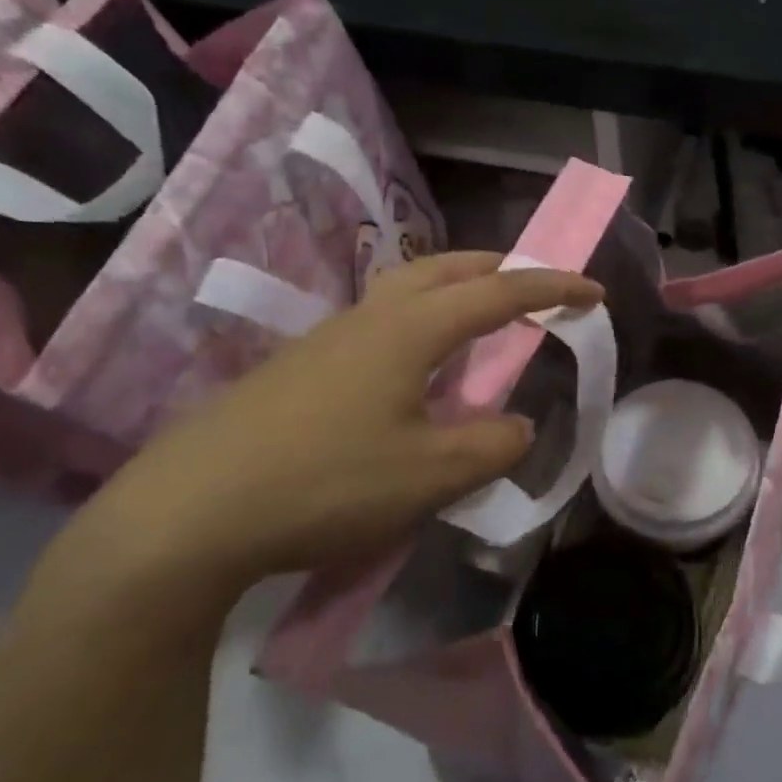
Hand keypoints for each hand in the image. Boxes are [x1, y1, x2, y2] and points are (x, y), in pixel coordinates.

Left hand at [40, 252, 602, 617]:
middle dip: (499, 268)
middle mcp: (369, 317)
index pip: (499, 294)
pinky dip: (420, 323)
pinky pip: (380, 324)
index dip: (553, 290)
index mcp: (409, 330)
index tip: (595, 293)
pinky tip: (416, 372)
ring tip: (481, 323)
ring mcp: (327, 339)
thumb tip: (516, 426)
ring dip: (455, 291)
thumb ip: (491, 446)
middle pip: (445, 268)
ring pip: (405, 290)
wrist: (187, 513)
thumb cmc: (325, 483)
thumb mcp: (430, 475)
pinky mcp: (299, 368)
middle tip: (535, 287)